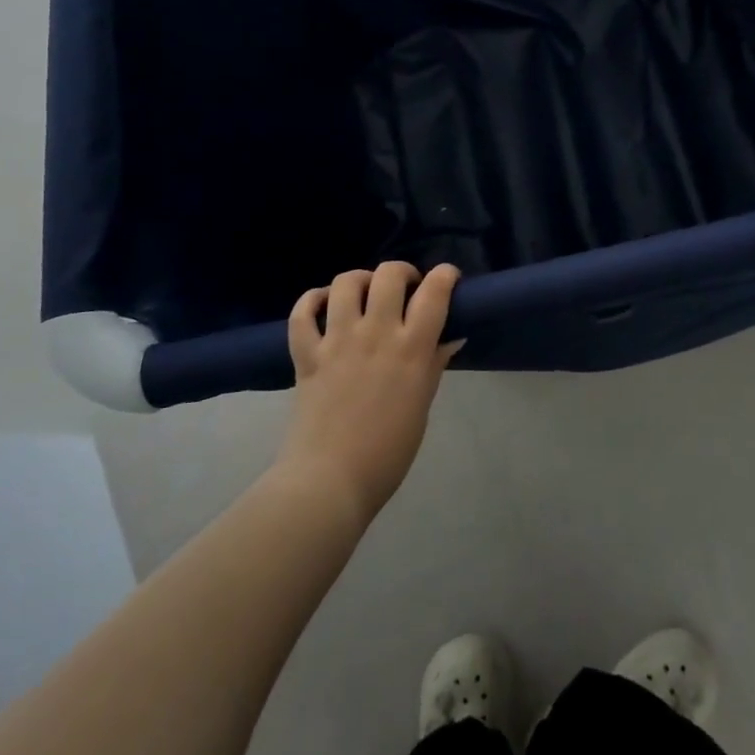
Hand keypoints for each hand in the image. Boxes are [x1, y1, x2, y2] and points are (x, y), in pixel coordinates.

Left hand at [278, 262, 461, 523]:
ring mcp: (337, 341)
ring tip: (364, 294)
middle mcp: (376, 333)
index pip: (435, 292)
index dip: (445, 275)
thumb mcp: (422, 404)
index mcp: (412, 349)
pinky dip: (312, 301)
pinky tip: (323, 306)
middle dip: (401, 272)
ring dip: (359, 280)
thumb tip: (451, 336)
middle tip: (404, 289)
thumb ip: (434, 363)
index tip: (447, 279)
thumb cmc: (388, 452)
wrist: (330, 482)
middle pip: (389, 275)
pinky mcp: (306, 354)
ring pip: (345, 283)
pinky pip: (302, 312)